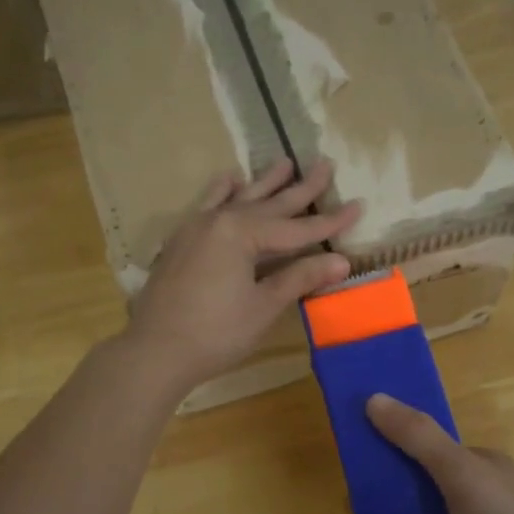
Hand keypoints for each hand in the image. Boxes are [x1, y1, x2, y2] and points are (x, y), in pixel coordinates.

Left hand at [125, 158, 359, 398]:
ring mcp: (195, 228)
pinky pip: (206, 206)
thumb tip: (341, 261)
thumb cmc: (216, 332)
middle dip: (299, 188)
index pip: (296, 227)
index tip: (358, 205)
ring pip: (237, 198)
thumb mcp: (263, 306)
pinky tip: (229, 182)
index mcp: (241, 233)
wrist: (155, 351)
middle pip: (268, 204)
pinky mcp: (181, 242)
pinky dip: (221, 193)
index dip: (329, 221)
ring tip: (283, 162)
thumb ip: (299, 277)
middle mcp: (218, 220)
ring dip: (263, 182)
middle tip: (325, 164)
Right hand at [366, 394, 513, 513]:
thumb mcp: (459, 473)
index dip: (385, 450)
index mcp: (475, 456)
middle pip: (421, 477)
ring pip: (429, 508)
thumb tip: (374, 398)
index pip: (421, 443)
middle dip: (384, 492)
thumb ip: (418, 437)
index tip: (354, 472)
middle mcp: (481, 479)